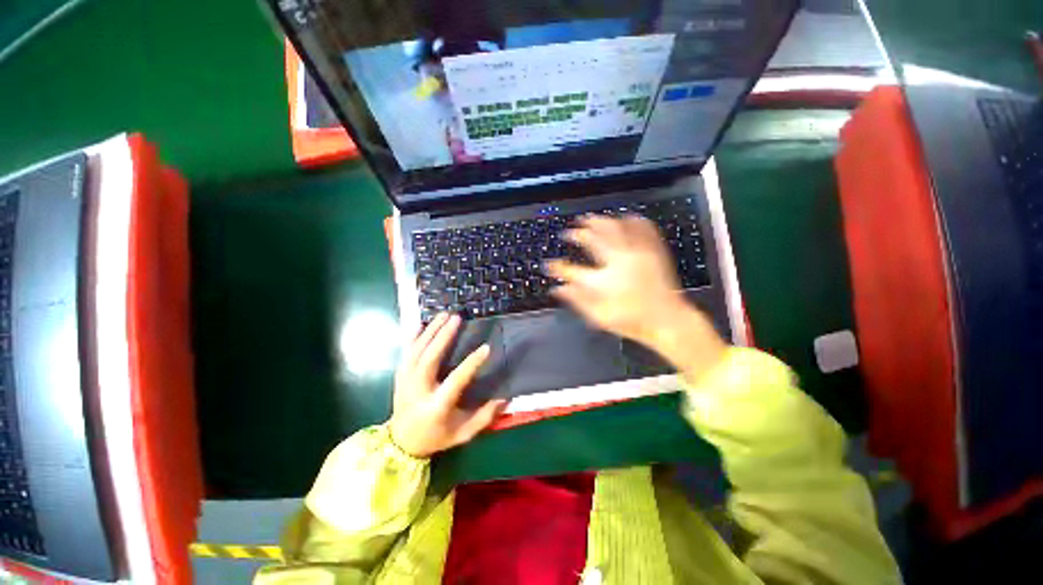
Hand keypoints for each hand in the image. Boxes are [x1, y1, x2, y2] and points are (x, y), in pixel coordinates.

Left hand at [388, 313, 507, 457]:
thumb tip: (505, 398)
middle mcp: (419, 391)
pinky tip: (421, 324)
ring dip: (430, 331)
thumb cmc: (436, 437)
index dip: (472, 363)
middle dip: (443, 337)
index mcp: (436, 406)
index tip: (486, 348)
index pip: (456, 380)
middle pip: (429, 359)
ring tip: (444, 315)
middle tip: (457, 319)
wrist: (401, 444)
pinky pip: (406, 353)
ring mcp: (406, 382)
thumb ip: (484, 417)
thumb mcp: (463, 433)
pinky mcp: (400, 377)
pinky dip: (413, 337)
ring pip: (416, 352)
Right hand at [546, 215, 726, 377]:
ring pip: (615, 228)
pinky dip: (631, 220)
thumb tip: (558, 289)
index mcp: (603, 281)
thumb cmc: (632, 321)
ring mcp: (636, 253)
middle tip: (570, 232)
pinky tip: (625, 217)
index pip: (572, 270)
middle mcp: (617, 262)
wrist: (668, 320)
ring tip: (589, 219)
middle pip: (593, 240)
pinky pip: (642, 228)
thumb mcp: (600, 317)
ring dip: (599, 221)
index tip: (549, 264)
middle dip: (578, 234)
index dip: (557, 266)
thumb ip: (577, 300)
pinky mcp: (653, 251)